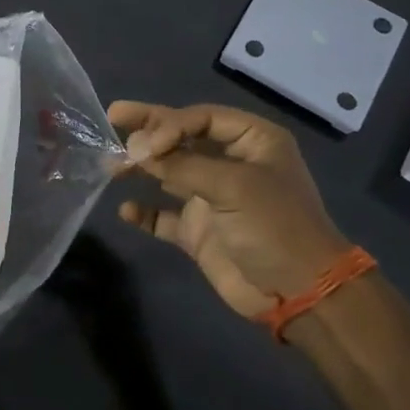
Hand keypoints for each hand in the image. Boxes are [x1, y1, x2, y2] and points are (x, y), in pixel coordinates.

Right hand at [108, 100, 351, 321]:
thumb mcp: (232, 186)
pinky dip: (145, 211)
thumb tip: (134, 150)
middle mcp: (231, 163)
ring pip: (169, 173)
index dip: (169, 123)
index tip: (146, 143)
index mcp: (252, 141)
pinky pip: (164, 215)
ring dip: (142, 168)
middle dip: (148, 130)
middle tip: (113, 116)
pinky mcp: (199, 230)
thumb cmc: (274, 226)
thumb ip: (181, 165)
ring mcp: (213, 198)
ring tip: (111, 166)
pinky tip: (125, 210)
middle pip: (182, 138)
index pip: (201, 118)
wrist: (299, 293)